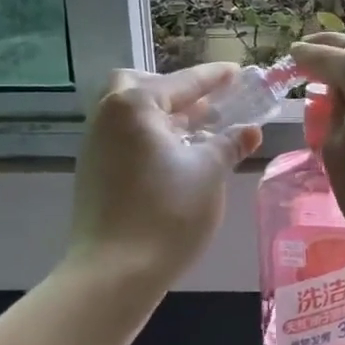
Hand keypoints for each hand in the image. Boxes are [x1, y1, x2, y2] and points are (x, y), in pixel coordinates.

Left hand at [65, 63, 260, 281]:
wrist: (114, 273)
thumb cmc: (167, 213)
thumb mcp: (209, 173)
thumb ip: (229, 145)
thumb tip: (250, 131)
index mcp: (135, 107)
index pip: (181, 82)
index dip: (212, 78)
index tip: (236, 71)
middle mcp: (108, 118)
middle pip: (138, 86)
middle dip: (172, 90)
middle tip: (204, 104)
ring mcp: (96, 147)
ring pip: (129, 115)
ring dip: (163, 116)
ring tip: (199, 132)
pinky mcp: (94, 174)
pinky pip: (125, 139)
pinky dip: (151, 137)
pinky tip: (177, 159)